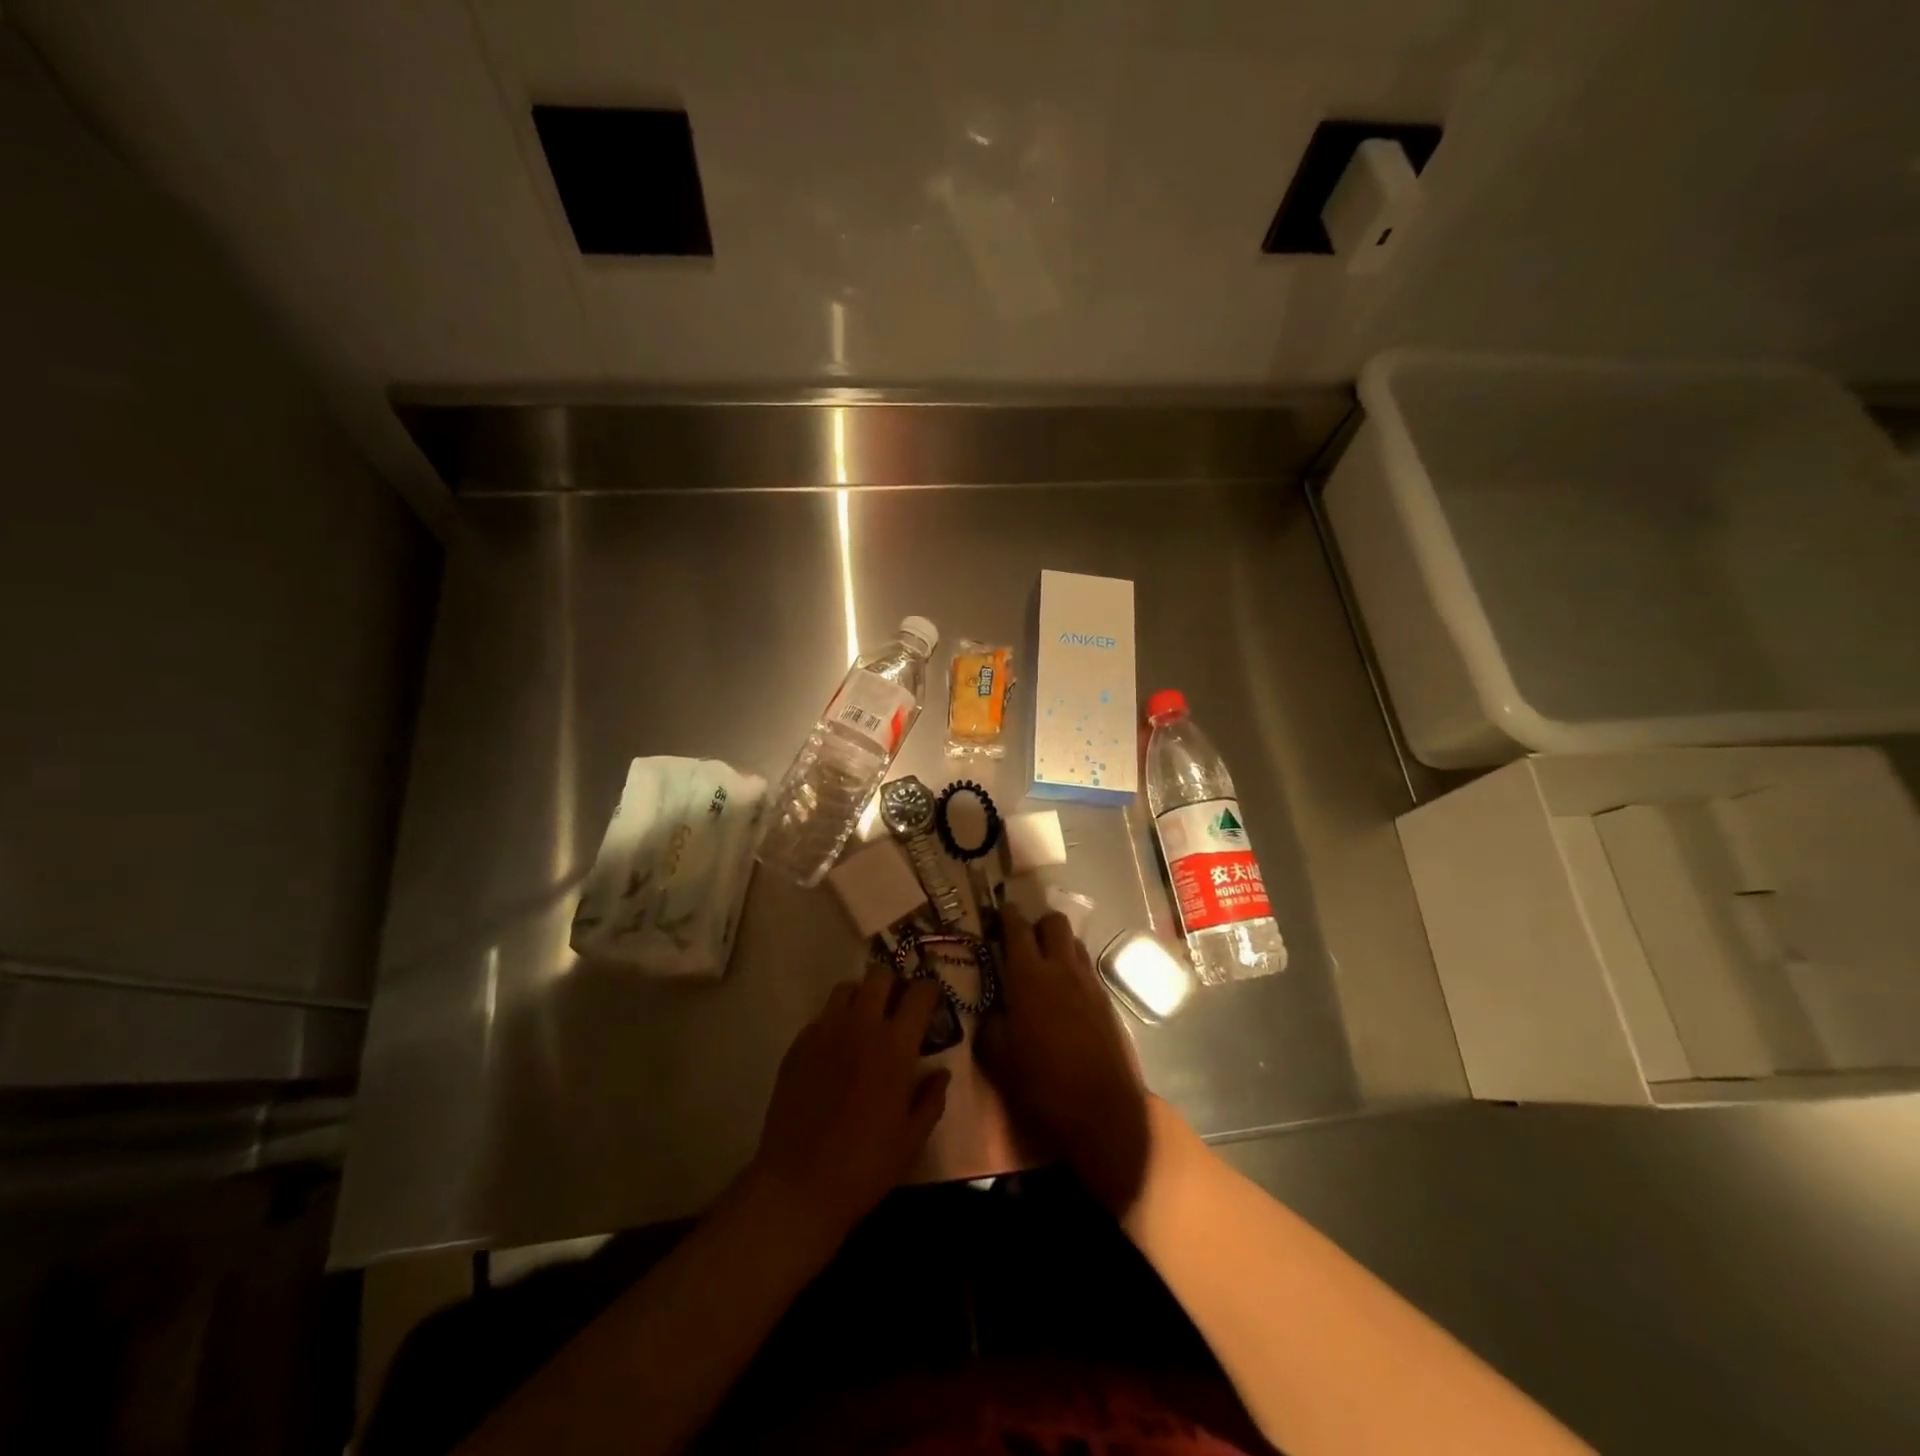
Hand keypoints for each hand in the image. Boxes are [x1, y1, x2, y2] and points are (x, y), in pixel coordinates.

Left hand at [751, 964, 950, 1241]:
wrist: (798, 1187)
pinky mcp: (797, 1046)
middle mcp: (860, 1027)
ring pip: (846, 988)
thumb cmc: (865, 1166)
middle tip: (898, 1008)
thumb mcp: (912, 1139)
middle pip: (879, 975)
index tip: (932, 1002)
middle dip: (894, 984)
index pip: (920, 992)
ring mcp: (824, 1032)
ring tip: (866, 1022)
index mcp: (895, 1046)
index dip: (930, 990)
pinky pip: (821, 1017)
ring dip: (862, 997)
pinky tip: (836, 1051)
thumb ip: (931, 1098)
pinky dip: (834, 1022)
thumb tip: (941, 1073)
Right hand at [975, 909, 1150, 1213]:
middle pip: (1054, 922)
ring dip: (1059, 945)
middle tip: (1023, 941)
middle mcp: (1061, 969)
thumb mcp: (997, 1058)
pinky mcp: (1107, 1002)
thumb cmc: (1041, 1084)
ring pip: (1074, 943)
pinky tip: (1066, 995)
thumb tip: (991, 1009)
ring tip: (1045, 966)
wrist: (1102, 1113)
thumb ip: (990, 1024)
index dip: (1006, 915)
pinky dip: (1074, 970)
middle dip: (1038, 923)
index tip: (998, 911)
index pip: (1016, 928)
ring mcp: (1089, 983)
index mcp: (1029, 976)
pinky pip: (1087, 970)